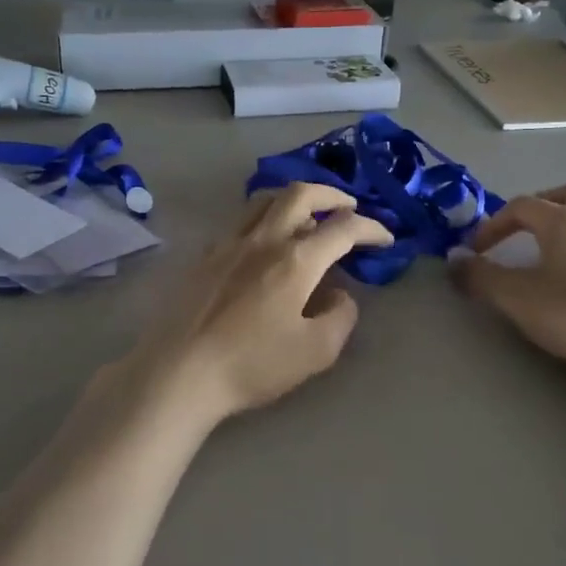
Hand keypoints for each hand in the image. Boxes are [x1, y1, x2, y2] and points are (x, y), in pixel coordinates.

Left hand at [105, 184, 393, 427]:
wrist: (180, 370)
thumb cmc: (251, 364)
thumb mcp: (315, 352)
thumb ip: (339, 317)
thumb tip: (340, 295)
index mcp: (295, 260)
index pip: (342, 229)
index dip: (370, 228)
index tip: (385, 238)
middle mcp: (263, 239)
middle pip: (300, 195)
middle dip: (331, 195)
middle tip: (348, 207)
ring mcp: (229, 243)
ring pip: (264, 200)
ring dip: (293, 199)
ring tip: (307, 214)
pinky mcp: (205, 256)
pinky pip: (240, 222)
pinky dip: (263, 219)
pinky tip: (263, 243)